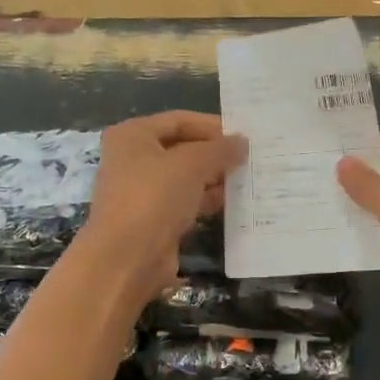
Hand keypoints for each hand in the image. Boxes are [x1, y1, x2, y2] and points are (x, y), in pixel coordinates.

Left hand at [78, 112, 245, 310]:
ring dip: (215, 178)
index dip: (213, 125)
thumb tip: (242, 142)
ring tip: (249, 180)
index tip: (245, 134)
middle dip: (216, 154)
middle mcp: (133, 159)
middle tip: (252, 158)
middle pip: (182, 148)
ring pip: (185, 177)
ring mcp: (142, 191)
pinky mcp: (153, 219)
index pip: (179, 120)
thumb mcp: (192, 164)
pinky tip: (233, 203)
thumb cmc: (154, 197)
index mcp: (133, 135)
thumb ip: (220, 149)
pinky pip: (185, 202)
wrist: (126, 259)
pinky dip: (206, 201)